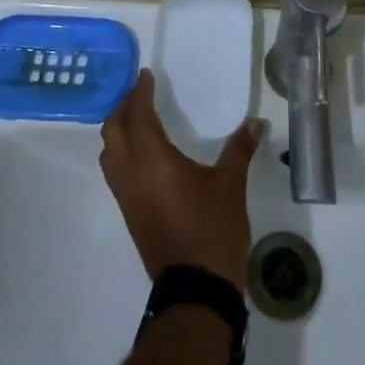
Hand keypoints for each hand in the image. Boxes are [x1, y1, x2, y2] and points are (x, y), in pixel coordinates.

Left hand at [100, 69, 264, 290]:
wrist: (196, 290)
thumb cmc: (212, 230)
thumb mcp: (231, 185)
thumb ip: (239, 149)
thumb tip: (255, 121)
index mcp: (152, 160)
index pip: (138, 115)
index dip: (140, 92)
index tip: (146, 75)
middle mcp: (131, 174)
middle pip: (113, 131)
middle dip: (123, 107)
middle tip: (140, 93)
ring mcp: (126, 196)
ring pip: (109, 153)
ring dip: (118, 131)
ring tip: (137, 119)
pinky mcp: (129, 213)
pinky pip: (114, 171)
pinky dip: (121, 152)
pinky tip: (142, 153)